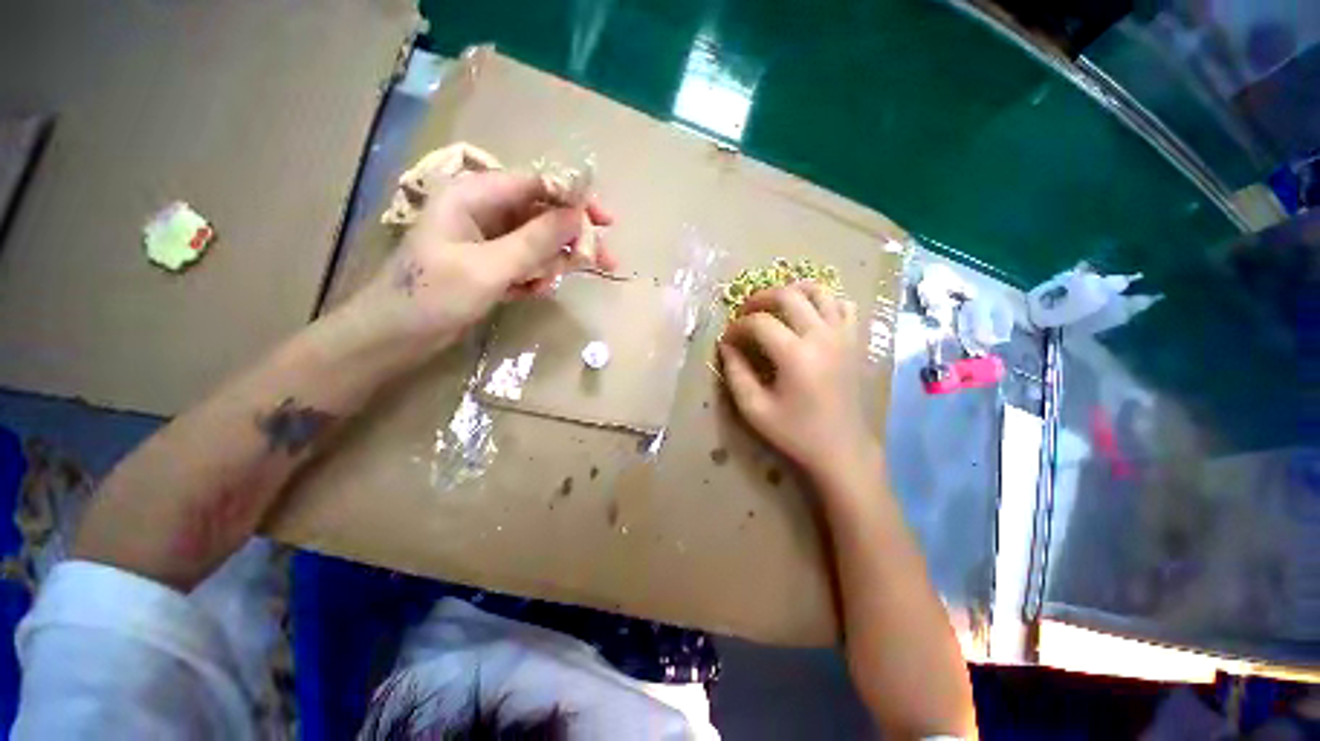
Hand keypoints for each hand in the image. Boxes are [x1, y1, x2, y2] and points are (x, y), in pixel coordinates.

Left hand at [352, 170, 616, 346]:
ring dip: (553, 263)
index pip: (535, 185)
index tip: (606, 221)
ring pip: (538, 242)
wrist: (395, 336)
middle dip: (572, 238)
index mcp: (473, 196)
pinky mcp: (492, 263)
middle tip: (605, 261)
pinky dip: (535, 277)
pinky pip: (527, 262)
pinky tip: (532, 294)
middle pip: (542, 215)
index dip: (573, 199)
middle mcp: (483, 210)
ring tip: (549, 287)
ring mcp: (488, 239)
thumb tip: (578, 217)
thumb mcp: (489, 268)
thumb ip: (535, 241)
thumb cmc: (433, 296)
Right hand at [719, 282, 875, 478]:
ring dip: (792, 291)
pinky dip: (823, 301)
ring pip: (819, 291)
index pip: (759, 322)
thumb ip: (736, 373)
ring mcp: (843, 335)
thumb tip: (726, 346)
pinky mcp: (854, 341)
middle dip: (760, 298)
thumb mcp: (754, 409)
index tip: (727, 339)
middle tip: (745, 313)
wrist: (842, 449)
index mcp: (795, 355)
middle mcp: (822, 336)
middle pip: (788, 296)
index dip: (737, 326)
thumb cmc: (795, 432)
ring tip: (774, 306)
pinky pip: (842, 305)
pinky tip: (808, 315)